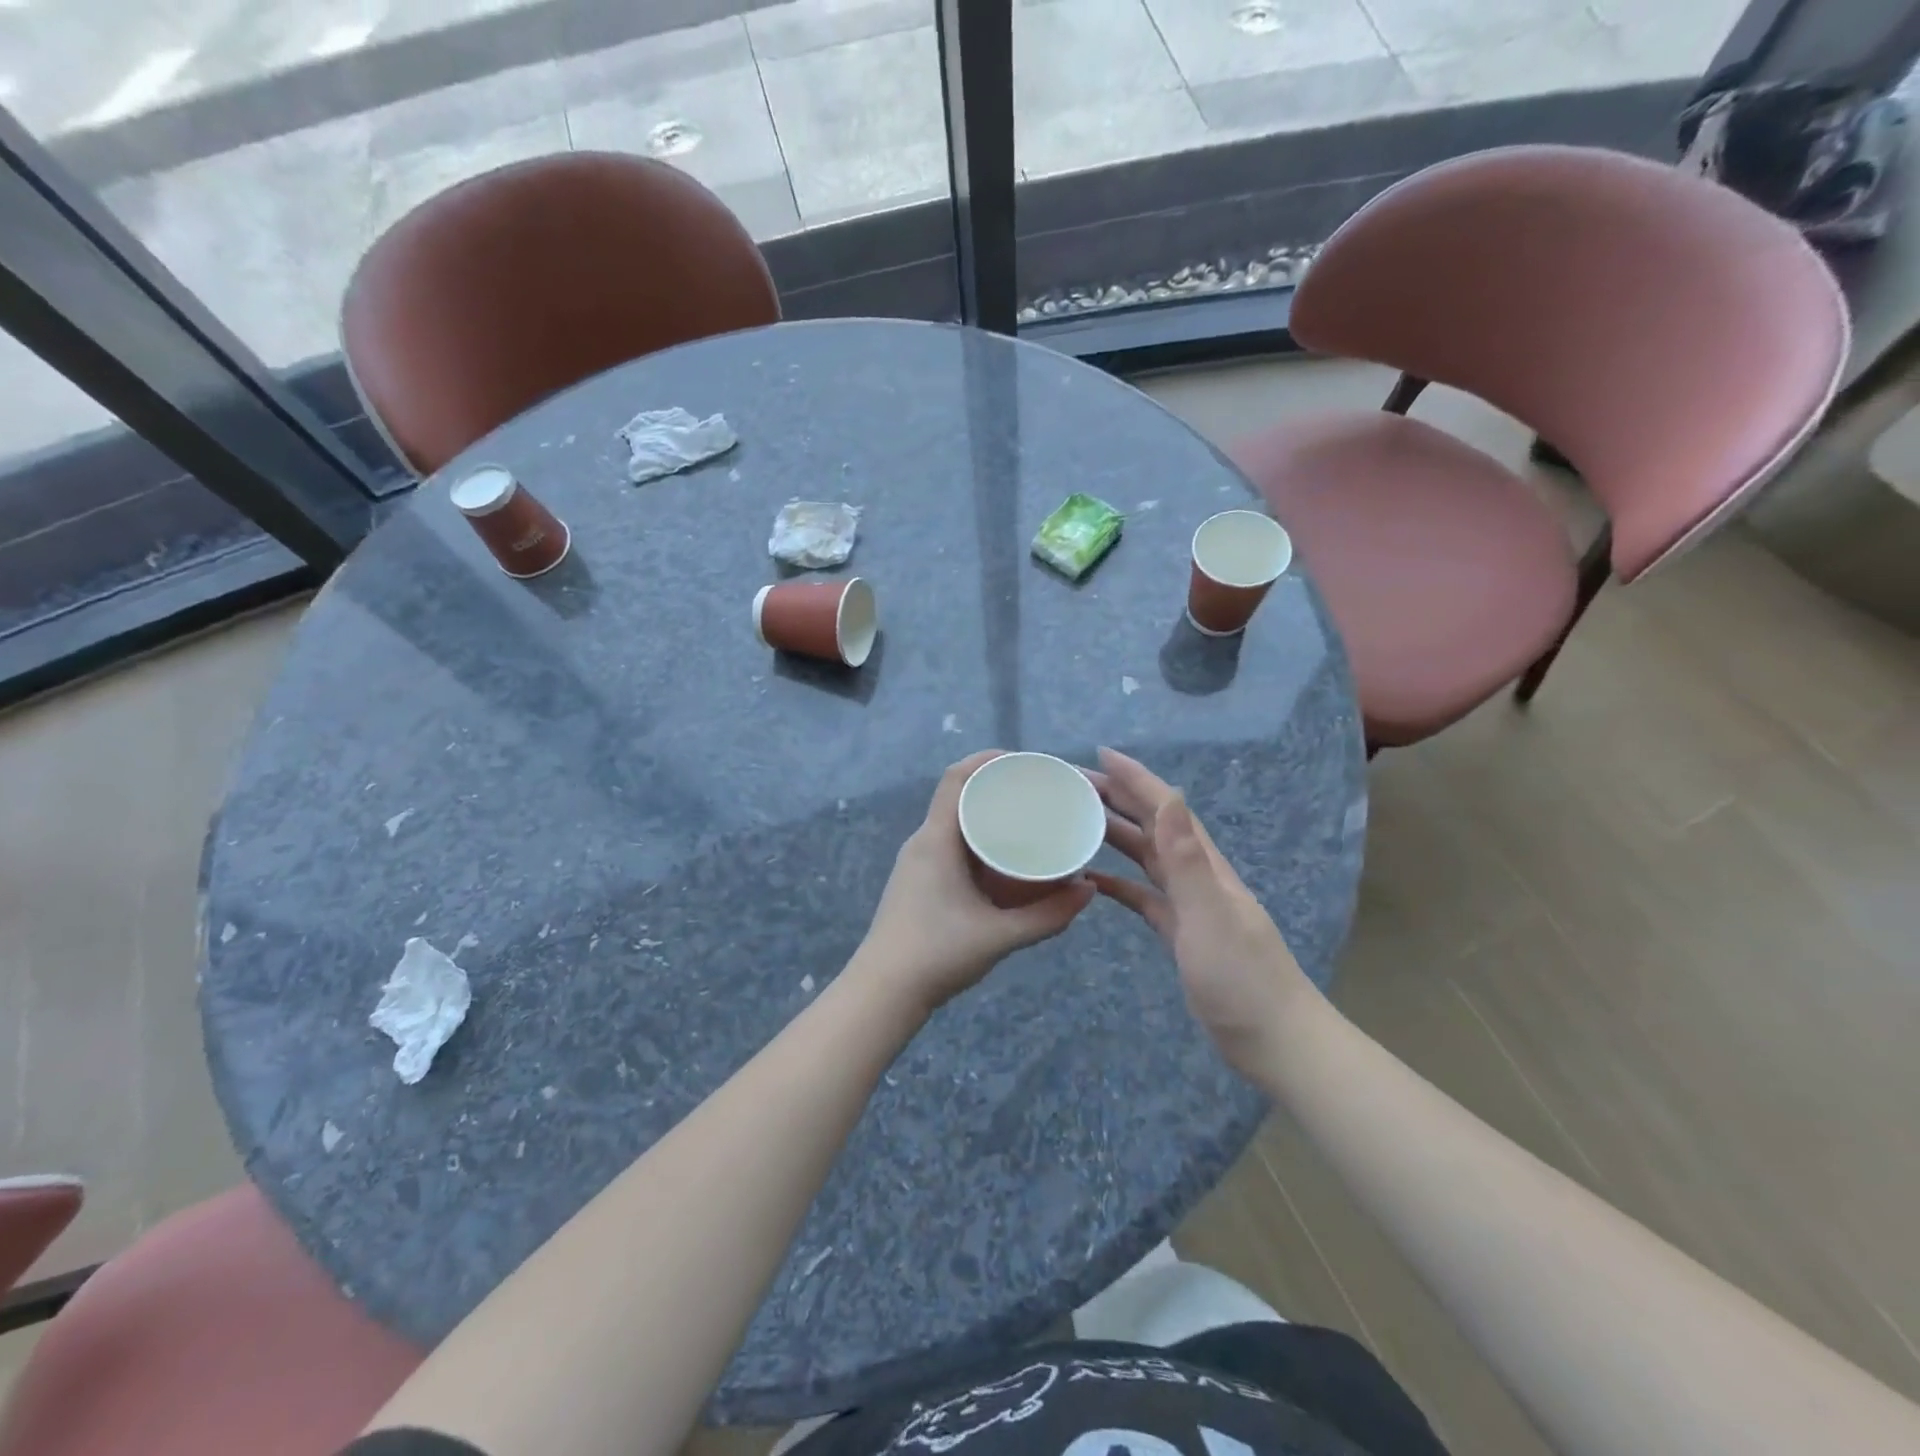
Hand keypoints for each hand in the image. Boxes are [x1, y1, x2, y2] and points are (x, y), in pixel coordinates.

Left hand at [854, 752, 1095, 1015]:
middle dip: (998, 788)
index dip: (988, 760)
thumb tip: (1090, 890)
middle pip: (960, 796)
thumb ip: (1048, 915)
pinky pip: (954, 846)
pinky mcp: (921, 882)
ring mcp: (919, 862)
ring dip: (989, 817)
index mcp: (936, 839)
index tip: (1026, 762)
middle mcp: (924, 842)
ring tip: (1030, 822)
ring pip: (957, 823)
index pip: (956, 778)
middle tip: (1039, 793)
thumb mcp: (999, 935)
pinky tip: (1006, 860)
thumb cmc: (936, 954)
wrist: (883, 992)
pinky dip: (981, 842)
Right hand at [1087, 748, 1310, 1075]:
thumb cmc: (1242, 979)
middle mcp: (1197, 876)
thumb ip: (1186, 859)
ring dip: (1116, 835)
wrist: (1275, 1041)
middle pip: (1153, 826)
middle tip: (1076, 784)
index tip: (1102, 755)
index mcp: (1205, 865)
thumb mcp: (1209, 915)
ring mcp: (1190, 905)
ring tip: (1078, 820)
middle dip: (1119, 799)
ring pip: (1147, 858)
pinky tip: (1095, 879)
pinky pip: (1143, 897)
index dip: (1136, 779)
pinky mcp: (1181, 933)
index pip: (1166, 809)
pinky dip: (1119, 883)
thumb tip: (1170, 795)